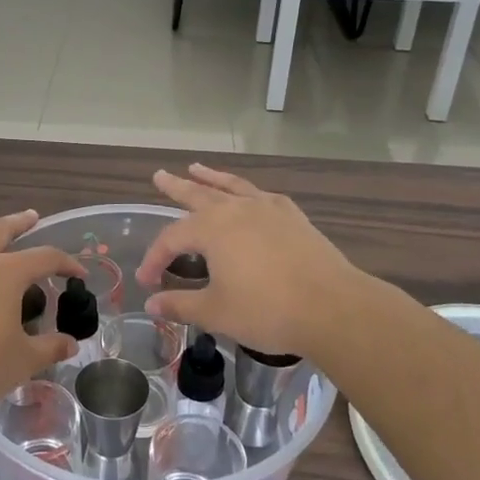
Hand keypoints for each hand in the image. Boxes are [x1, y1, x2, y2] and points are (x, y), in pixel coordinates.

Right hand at [135, 164, 387, 359]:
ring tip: (197, 167)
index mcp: (211, 229)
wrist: (332, 307)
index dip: (155, 258)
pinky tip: (249, 195)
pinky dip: (248, 191)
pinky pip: (262, 195)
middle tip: (160, 175)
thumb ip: (181, 305)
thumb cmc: (267, 310)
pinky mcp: (293, 217)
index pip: (171, 239)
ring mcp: (267, 209)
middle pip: (198, 194)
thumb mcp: (216, 312)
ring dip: (212, 177)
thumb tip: (151, 303)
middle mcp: (236, 210)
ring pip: (232, 186)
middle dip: (176, 187)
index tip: (146, 280)